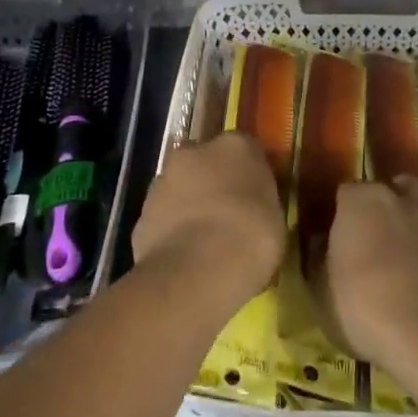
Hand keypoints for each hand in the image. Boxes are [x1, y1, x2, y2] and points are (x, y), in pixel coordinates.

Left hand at [131, 132, 284, 310]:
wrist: (196, 270)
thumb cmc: (251, 238)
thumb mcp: (275, 218)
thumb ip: (260, 201)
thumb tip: (252, 204)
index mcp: (235, 146)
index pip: (245, 149)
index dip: (250, 174)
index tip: (256, 197)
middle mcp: (194, 152)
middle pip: (206, 162)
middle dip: (213, 182)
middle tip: (228, 216)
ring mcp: (163, 180)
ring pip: (180, 188)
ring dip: (190, 205)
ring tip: (205, 242)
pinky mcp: (142, 213)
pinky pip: (164, 218)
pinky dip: (172, 230)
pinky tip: (185, 257)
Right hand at [313, 177, 417, 366]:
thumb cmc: (362, 306)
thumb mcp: (320, 289)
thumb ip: (319, 259)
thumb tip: (319, 243)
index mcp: (362, 202)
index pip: (348, 190)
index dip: (343, 210)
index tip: (339, 231)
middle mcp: (404, 202)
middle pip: (400, 186)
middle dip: (393, 201)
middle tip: (381, 231)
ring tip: (415, 250)